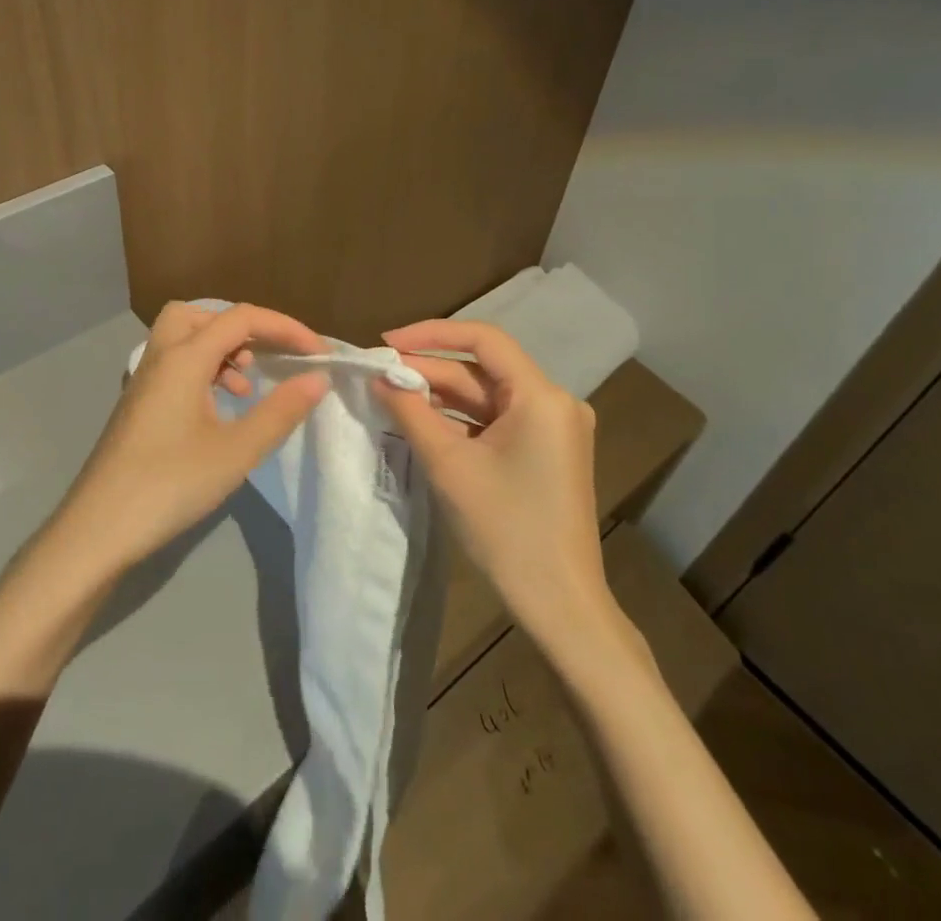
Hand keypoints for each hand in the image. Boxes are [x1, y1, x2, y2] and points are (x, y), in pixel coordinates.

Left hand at [50, 301, 329, 575]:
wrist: (98, 530)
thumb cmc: (170, 485)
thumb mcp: (236, 451)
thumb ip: (279, 411)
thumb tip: (316, 378)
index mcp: (184, 358)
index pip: (240, 318)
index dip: (285, 328)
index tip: (318, 354)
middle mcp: (160, 357)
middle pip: (200, 314)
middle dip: (240, 326)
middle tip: (267, 356)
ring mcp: (144, 381)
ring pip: (184, 338)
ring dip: (221, 349)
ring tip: (248, 385)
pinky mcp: (138, 404)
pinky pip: (175, 364)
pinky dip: (203, 370)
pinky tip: (219, 408)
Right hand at [375, 320, 611, 640]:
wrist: (560, 606)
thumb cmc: (505, 529)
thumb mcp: (448, 465)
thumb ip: (410, 411)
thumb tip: (379, 377)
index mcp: (541, 396)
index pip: (483, 339)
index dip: (431, 334)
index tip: (387, 343)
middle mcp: (555, 402)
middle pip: (482, 371)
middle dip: (429, 371)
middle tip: (379, 375)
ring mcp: (554, 428)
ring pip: (487, 397)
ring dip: (441, 396)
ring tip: (392, 395)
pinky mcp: (547, 451)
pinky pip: (497, 421)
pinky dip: (461, 420)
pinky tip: (423, 422)